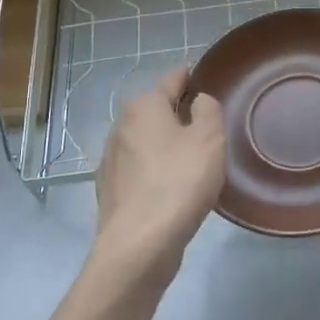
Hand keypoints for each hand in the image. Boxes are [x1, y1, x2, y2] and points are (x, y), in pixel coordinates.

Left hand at [93, 67, 225, 282]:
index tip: (202, 76)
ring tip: (192, 157)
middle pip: (156, 111)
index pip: (172, 80)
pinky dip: (155, 170)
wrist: (139, 243)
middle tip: (206, 124)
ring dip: (166, 144)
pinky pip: (140, 169)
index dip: (189, 76)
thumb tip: (198, 101)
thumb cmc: (179, 182)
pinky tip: (171, 186)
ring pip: (146, 141)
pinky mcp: (110, 189)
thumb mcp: (209, 139)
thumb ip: (208, 110)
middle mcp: (121, 126)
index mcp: (144, 107)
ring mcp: (111, 159)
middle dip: (178, 113)